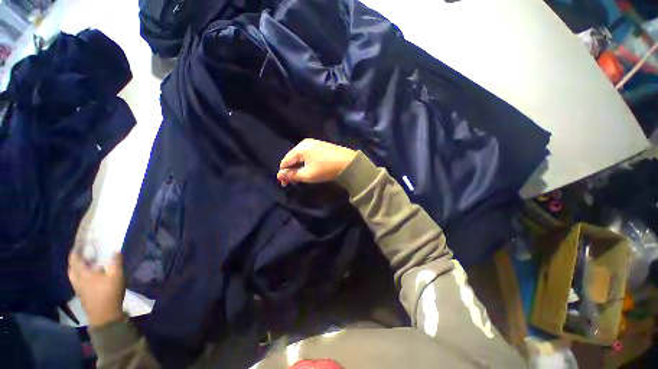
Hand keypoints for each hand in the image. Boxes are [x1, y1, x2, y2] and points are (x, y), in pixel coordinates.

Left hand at [68, 252, 125, 327]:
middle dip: (75, 258)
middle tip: (83, 252)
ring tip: (85, 263)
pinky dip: (80, 275)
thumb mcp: (116, 276)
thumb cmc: (109, 293)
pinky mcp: (81, 294)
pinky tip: (89, 276)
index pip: (74, 258)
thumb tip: (115, 249)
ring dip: (77, 267)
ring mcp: (78, 288)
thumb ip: (115, 262)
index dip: (76, 250)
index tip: (80, 242)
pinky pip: (77, 280)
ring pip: (73, 275)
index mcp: (83, 273)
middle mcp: (77, 279)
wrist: (105, 316)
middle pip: (71, 267)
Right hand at [277, 139, 356, 185]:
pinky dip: (306, 163)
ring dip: (299, 167)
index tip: (285, 184)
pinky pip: (308, 155)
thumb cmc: (326, 169)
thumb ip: (292, 175)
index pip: (285, 161)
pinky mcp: (321, 146)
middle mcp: (305, 143)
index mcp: (300, 148)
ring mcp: (314, 143)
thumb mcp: (307, 175)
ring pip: (300, 157)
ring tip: (301, 177)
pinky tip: (309, 169)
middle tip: (293, 182)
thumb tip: (279, 176)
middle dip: (291, 170)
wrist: (348, 163)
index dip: (283, 173)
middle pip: (292, 158)